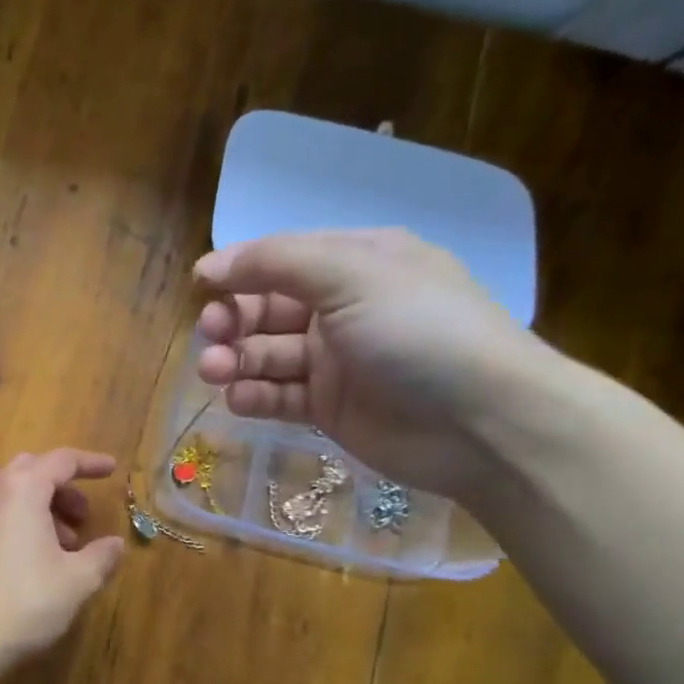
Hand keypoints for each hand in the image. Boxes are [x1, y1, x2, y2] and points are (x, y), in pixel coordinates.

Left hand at [0, 449, 125, 665]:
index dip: (89, 463)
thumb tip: (115, 545)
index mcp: (21, 489)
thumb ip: (101, 557)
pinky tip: (37, 561)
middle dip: (62, 487)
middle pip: (31, 471)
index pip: (60, 460)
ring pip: (12, 496)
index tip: (111, 470)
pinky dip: (22, 524)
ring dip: (43, 509)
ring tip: (67, 547)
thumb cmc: (24, 600)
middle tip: (84, 516)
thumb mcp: (76, 580)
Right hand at [194, 230, 552, 498]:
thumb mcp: (352, 276)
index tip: (201, 286)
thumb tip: (209, 264)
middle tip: (212, 337)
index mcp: (358, 263)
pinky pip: (278, 396)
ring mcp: (336, 361)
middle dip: (233, 320)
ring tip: (215, 371)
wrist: (483, 424)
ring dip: (235, 359)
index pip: (283, 259)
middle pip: (268, 308)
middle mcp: (344, 308)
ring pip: (267, 354)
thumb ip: (276, 264)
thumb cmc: (420, 332)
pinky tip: (240, 399)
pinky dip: (254, 396)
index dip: (240, 270)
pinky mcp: (329, 407)